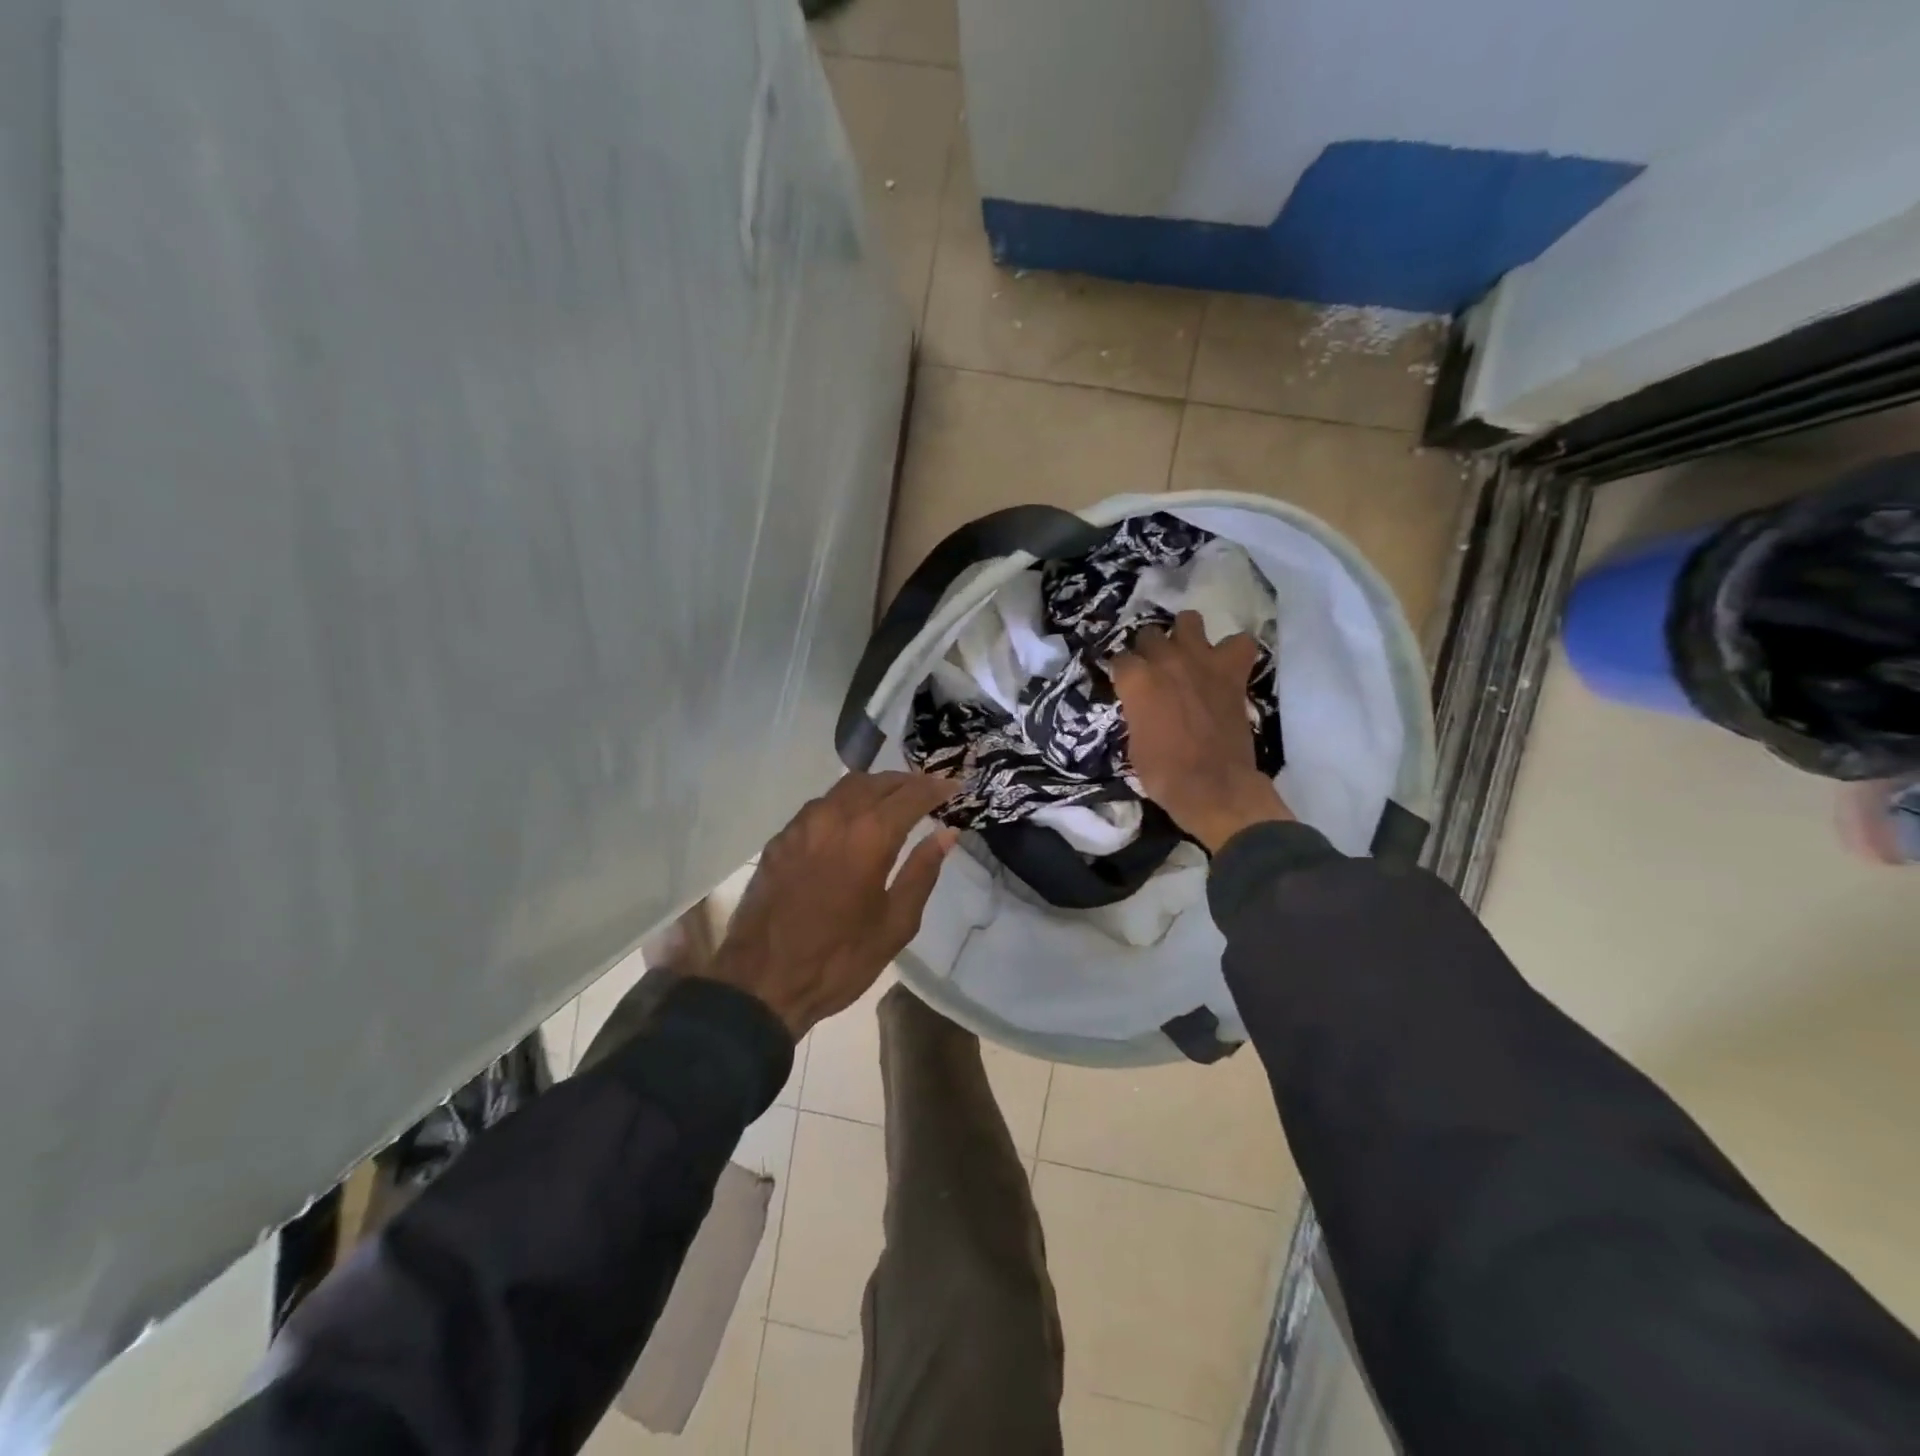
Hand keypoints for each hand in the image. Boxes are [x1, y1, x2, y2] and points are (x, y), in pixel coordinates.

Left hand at [700, 773, 958, 1036]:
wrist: (761, 983)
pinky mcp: (779, 840)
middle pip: (876, 781)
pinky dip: (844, 803)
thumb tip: (946, 834)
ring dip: (875, 788)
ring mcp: (801, 826)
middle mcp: (833, 818)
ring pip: (844, 788)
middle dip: (906, 781)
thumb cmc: (839, 959)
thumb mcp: (895, 924)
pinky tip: (852, 823)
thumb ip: (922, 872)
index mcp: (868, 837)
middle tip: (928, 790)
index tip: (955, 785)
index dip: (936, 787)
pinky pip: (819, 807)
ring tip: (894, 801)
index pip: (911, 795)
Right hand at [1109, 610, 1291, 852]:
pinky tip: (1226, 663)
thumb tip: (1143, 704)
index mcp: (1136, 680)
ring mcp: (1201, 661)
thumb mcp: (1133, 740)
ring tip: (1187, 654)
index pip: (1120, 659)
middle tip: (1155, 671)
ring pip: (1189, 621)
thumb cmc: (1162, 772)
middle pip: (1149, 634)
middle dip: (1149, 650)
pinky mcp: (1232, 672)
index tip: (1127, 686)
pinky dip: (1233, 650)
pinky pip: (1239, 643)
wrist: (1211, 785)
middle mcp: (1166, 661)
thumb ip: (1137, 710)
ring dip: (1185, 635)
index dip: (1123, 673)